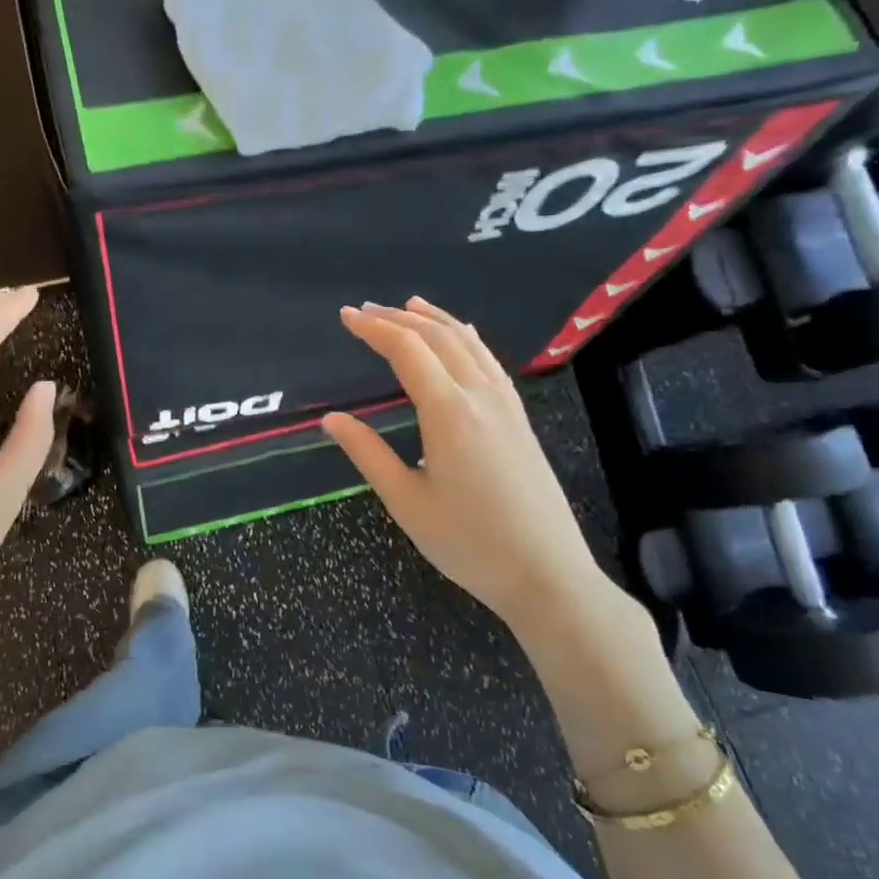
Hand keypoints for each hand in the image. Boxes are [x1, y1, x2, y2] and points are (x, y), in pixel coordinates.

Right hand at [322, 299, 628, 643]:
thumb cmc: (468, 542)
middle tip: (366, 310)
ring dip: (435, 320)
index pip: (407, 351)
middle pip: (438, 338)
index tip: (346, 316)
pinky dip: (466, 339)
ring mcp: (507, 405)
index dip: (374, 329)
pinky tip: (462, 337)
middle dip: (399, 318)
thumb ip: (367, 453)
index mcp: (449, 412)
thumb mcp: (405, 501)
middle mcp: (481, 396)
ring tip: (408, 305)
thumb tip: (331, 419)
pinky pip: (490, 361)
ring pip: (469, 344)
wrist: (547, 573)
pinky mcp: (520, 419)